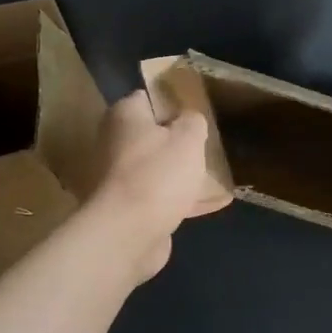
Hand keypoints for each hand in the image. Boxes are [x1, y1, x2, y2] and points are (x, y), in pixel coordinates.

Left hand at [89, 93, 229, 279]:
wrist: (128, 234)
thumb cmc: (158, 174)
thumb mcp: (188, 137)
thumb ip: (193, 121)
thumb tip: (190, 119)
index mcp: (124, 116)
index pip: (149, 98)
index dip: (175, 102)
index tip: (199, 111)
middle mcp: (114, 143)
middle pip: (154, 135)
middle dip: (180, 141)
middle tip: (209, 143)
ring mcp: (119, 178)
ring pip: (158, 168)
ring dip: (182, 172)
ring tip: (216, 173)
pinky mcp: (128, 208)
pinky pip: (161, 196)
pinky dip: (183, 198)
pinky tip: (215, 203)